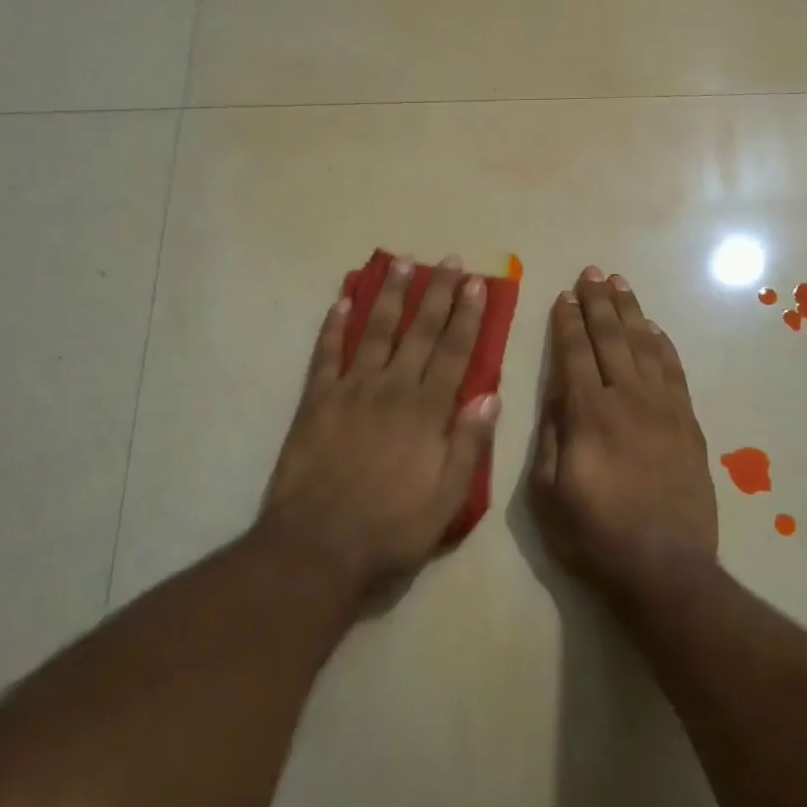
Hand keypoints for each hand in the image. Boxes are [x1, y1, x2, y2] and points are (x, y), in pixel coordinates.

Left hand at [260, 254, 499, 600]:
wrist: (318, 545)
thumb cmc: (391, 528)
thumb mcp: (447, 500)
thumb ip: (468, 445)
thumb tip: (490, 396)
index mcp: (427, 412)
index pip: (453, 352)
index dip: (467, 316)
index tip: (477, 285)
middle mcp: (392, 389)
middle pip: (419, 331)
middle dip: (437, 293)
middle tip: (450, 260)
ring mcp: (351, 390)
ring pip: (375, 330)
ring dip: (390, 294)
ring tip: (402, 261)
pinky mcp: (316, 400)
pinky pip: (326, 353)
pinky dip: (333, 325)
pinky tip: (342, 300)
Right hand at [530, 268, 717, 604]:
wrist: (665, 570)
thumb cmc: (593, 536)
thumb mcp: (546, 493)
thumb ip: (550, 435)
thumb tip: (556, 392)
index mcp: (588, 414)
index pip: (575, 353)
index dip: (568, 322)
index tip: (564, 295)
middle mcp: (627, 400)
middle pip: (612, 339)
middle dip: (599, 302)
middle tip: (592, 272)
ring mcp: (664, 410)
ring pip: (645, 347)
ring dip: (631, 312)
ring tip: (620, 284)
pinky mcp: (688, 425)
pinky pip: (674, 372)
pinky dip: (663, 345)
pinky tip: (653, 329)